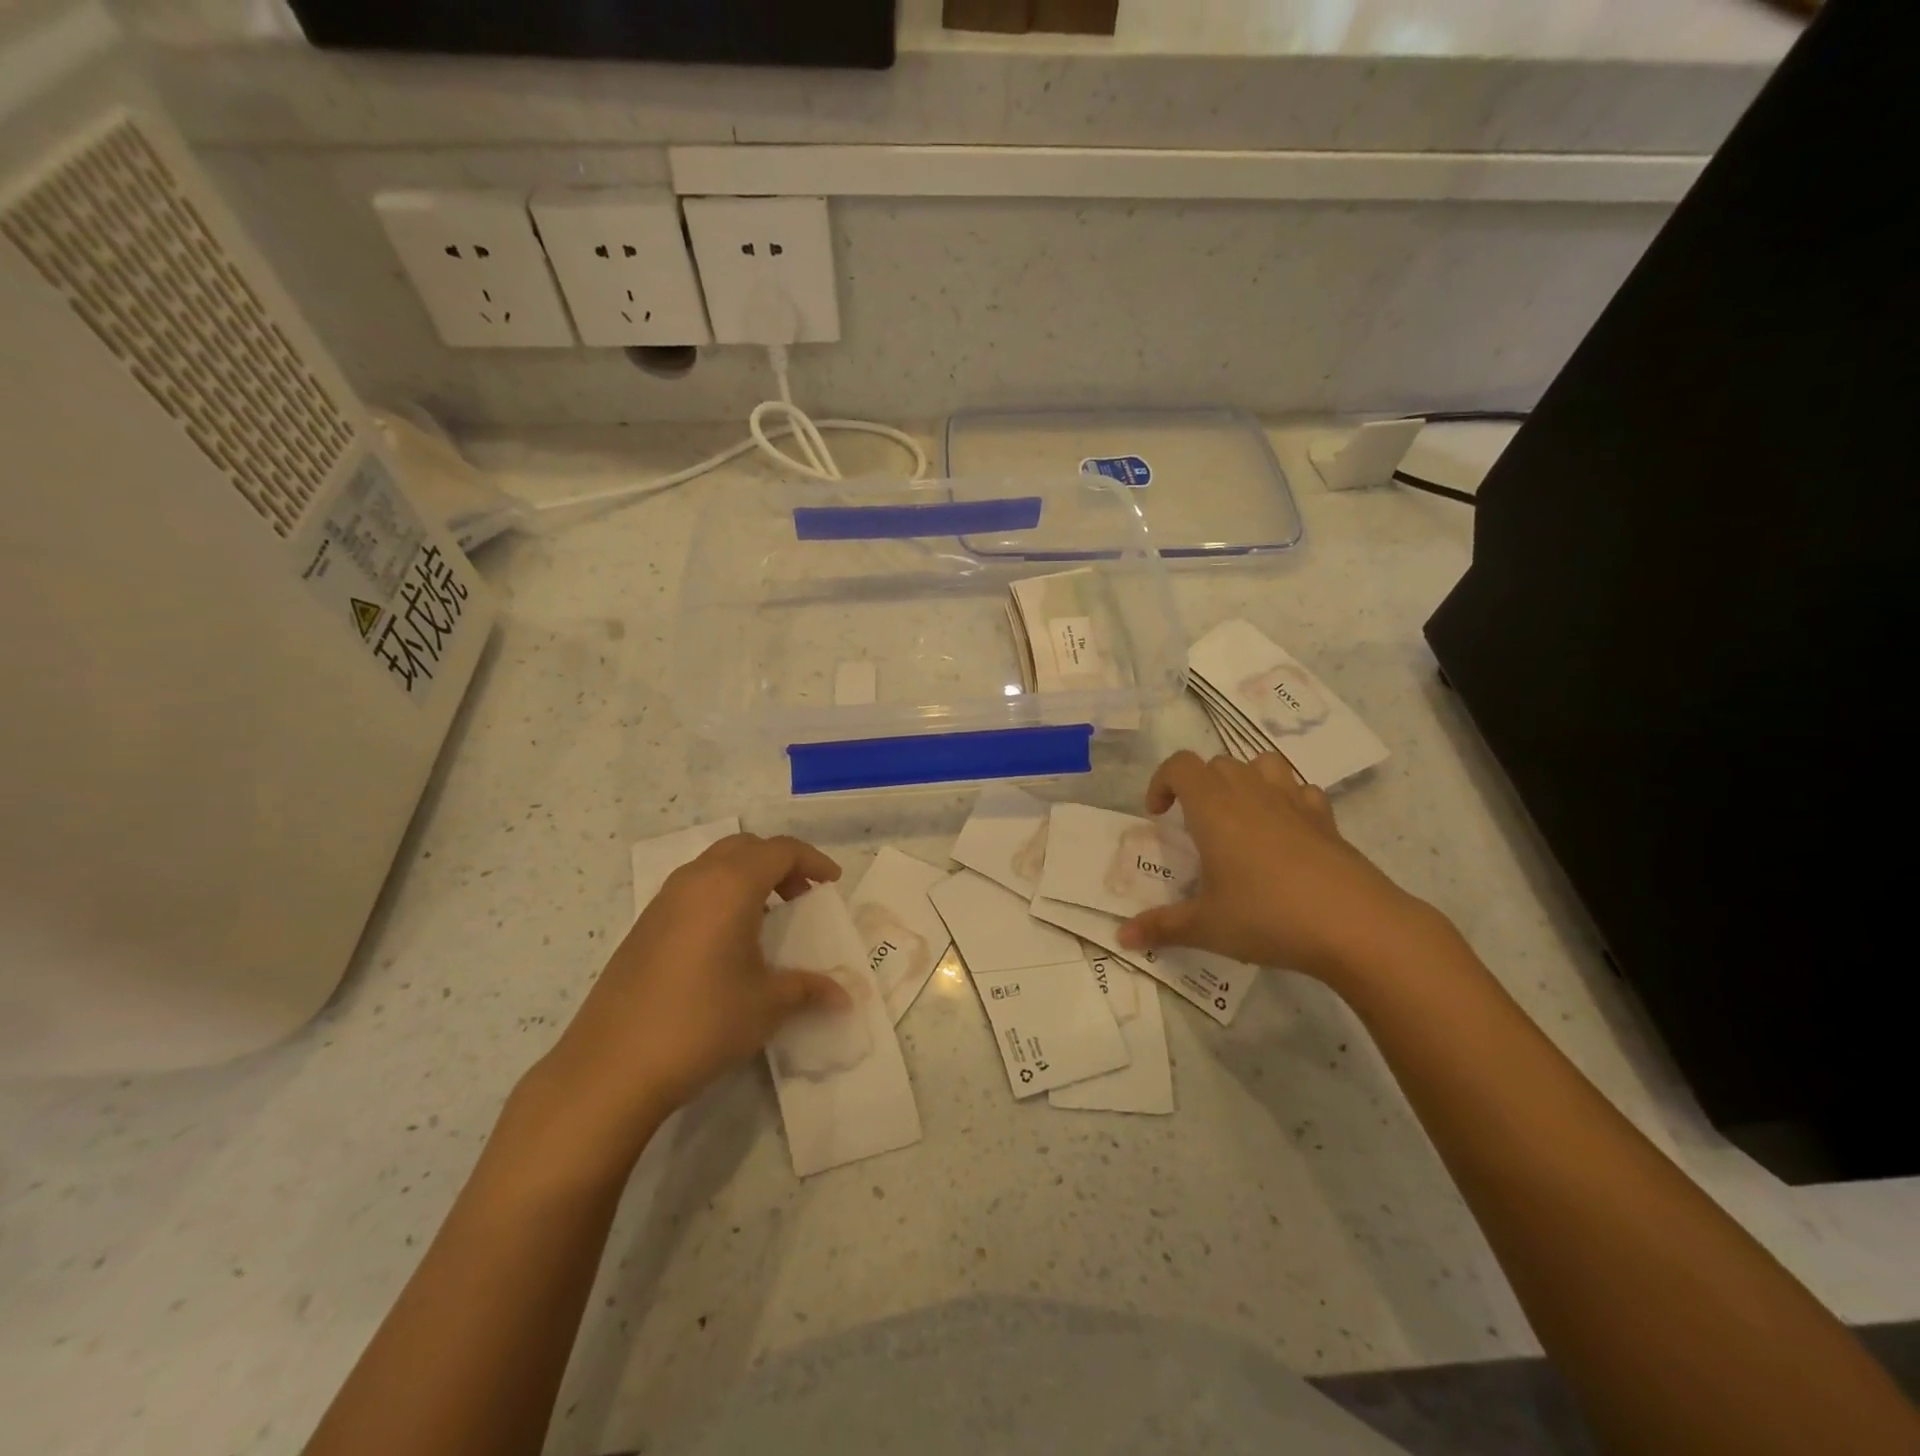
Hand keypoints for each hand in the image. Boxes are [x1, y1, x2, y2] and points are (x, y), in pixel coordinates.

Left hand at [526, 834, 849, 1168]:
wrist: (611, 1067)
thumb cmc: (702, 1022)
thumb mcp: (767, 1005)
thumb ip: (810, 989)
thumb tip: (846, 996)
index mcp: (730, 885)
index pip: (781, 850)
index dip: (813, 861)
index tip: (832, 884)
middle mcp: (695, 880)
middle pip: (746, 847)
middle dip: (779, 863)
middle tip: (801, 897)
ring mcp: (663, 902)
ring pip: (714, 866)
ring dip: (747, 877)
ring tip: (767, 918)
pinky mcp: (644, 927)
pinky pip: (693, 890)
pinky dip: (720, 896)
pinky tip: (727, 942)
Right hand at [1118, 751, 1439, 983]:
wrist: (1355, 926)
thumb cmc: (1268, 917)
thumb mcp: (1206, 927)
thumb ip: (1161, 927)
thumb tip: (1122, 937)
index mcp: (1214, 809)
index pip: (1180, 766)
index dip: (1162, 782)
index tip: (1158, 814)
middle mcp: (1251, 794)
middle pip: (1217, 763)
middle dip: (1198, 785)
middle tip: (1194, 825)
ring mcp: (1293, 802)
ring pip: (1262, 764)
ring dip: (1243, 780)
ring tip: (1238, 815)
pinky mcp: (1326, 819)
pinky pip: (1300, 790)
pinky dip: (1286, 799)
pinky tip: (1285, 831)